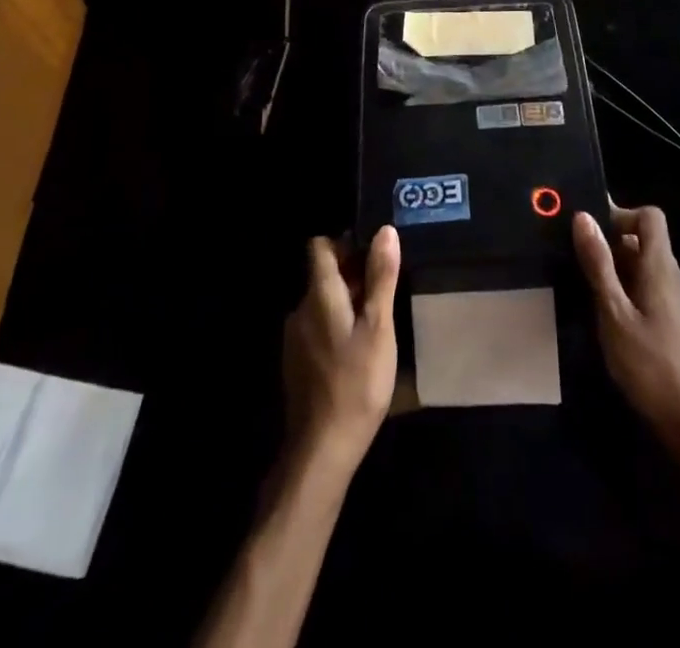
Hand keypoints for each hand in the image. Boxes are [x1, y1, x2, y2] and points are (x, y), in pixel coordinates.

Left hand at [281, 226, 399, 476]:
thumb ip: (381, 277)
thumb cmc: (356, 383)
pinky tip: (358, 350)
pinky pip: (318, 327)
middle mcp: (300, 308)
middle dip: (353, 275)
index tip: (374, 256)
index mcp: (319, 294)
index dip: (346, 243)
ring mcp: (295, 338)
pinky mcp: (296, 362)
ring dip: (347, 302)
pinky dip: (337, 326)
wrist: (321, 450)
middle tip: (385, 292)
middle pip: (323, 274)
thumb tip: (385, 230)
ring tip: (377, 322)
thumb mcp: (379, 327)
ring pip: (322, 302)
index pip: (320, 246)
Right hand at [574, 206, 679, 444]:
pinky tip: (615, 328)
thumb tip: (584, 216)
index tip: (592, 233)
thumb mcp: (614, 314)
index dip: (621, 215)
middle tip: (579, 270)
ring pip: (648, 272)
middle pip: (645, 244)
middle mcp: (677, 277)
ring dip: (620, 277)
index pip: (650, 217)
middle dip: (612, 250)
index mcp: (662, 267)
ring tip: (590, 300)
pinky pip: (654, 295)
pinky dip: (632, 298)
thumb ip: (598, 265)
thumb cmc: (652, 366)